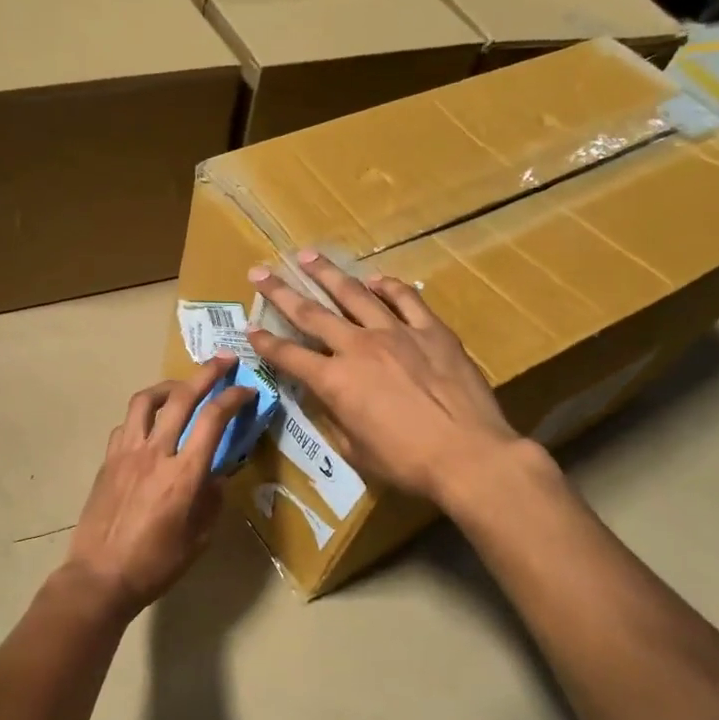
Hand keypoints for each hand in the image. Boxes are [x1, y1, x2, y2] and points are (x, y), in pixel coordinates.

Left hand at [64, 358, 255, 615]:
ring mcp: (126, 453)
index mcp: (184, 474)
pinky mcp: (108, 460)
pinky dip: (143, 416)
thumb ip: (212, 499)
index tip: (248, 390)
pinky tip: (151, 427)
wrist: (100, 576)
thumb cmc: (156, 564)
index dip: (234, 397)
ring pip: (146, 401)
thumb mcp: (199, 538)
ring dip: (169, 386)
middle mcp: (155, 452)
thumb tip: (216, 474)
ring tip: (182, 388)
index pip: (213, 419)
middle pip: (182, 397)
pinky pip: (126, 425)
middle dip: (207, 373)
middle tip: (224, 360)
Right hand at [246, 250, 532, 507]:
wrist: (468, 455)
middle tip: (261, 271)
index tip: (250, 328)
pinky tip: (375, 279)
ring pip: (354, 294)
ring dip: (327, 274)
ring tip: (308, 256)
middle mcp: (358, 347)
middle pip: (311, 313)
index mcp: (335, 381)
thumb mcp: (355, 450)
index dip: (266, 343)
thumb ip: (335, 418)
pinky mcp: (432, 331)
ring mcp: (397, 333)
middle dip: (281, 291)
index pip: (289, 356)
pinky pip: (406, 299)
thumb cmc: (406, 463)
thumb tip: (328, 399)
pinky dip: (387, 286)